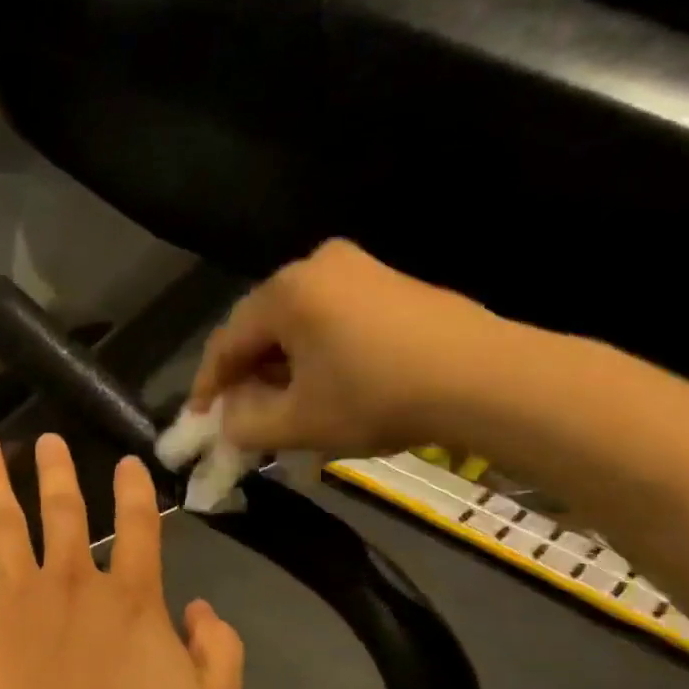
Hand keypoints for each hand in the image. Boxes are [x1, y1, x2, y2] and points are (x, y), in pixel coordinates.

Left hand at [0, 433, 244, 688]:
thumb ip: (220, 657)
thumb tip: (203, 609)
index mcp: (132, 601)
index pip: (140, 531)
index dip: (136, 493)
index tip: (128, 462)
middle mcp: (74, 582)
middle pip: (65, 511)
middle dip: (58, 471)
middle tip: (49, 438)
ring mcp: (17, 593)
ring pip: (4, 519)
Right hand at [189, 239, 505, 458]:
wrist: (489, 379)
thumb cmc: (376, 397)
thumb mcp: (296, 423)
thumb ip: (242, 424)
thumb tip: (227, 419)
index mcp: (284, 292)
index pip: (225, 343)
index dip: (207, 387)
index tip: (199, 422)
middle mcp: (315, 265)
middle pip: (259, 328)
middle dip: (245, 375)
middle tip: (240, 415)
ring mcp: (358, 268)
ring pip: (295, 324)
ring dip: (280, 366)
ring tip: (281, 406)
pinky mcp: (390, 282)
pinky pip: (329, 317)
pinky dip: (314, 352)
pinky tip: (321, 384)